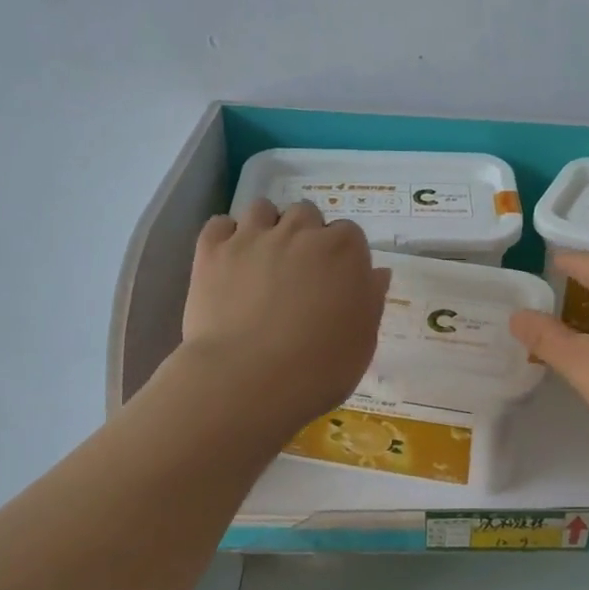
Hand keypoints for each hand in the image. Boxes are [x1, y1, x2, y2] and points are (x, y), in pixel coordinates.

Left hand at [181, 199, 390, 431]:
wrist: (248, 380)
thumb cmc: (320, 368)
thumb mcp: (363, 341)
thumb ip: (371, 300)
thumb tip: (376, 274)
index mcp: (344, 251)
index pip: (350, 234)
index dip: (343, 256)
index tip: (337, 280)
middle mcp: (300, 232)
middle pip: (306, 214)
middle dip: (306, 235)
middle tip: (300, 271)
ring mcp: (253, 237)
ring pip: (262, 209)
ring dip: (267, 227)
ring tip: (263, 259)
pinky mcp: (212, 251)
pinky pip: (220, 224)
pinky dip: (226, 236)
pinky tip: (230, 260)